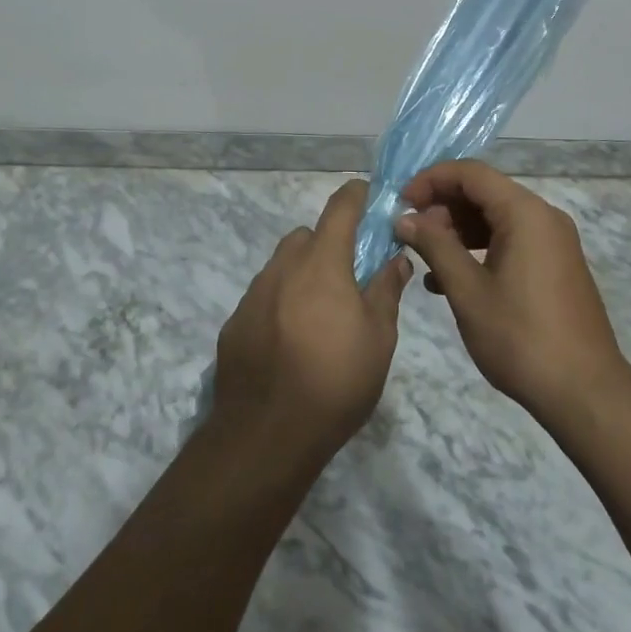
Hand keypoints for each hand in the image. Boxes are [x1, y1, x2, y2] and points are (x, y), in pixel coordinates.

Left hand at [211, 179, 412, 465]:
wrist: (265, 435)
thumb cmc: (335, 382)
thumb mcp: (378, 339)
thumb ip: (386, 290)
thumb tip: (396, 258)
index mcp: (322, 262)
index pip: (340, 207)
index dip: (357, 196)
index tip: (370, 198)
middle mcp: (283, 267)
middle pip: (308, 236)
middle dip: (329, 244)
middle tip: (349, 278)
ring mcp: (254, 294)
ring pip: (283, 265)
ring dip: (303, 275)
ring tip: (319, 316)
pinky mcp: (235, 322)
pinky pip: (263, 297)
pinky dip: (280, 304)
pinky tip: (290, 342)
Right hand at [395, 160, 630, 426]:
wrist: (586, 393)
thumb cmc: (521, 337)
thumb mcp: (468, 291)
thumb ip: (435, 247)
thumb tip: (404, 219)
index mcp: (525, 212)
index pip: (471, 173)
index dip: (431, 180)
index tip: (402, 203)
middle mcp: (543, 216)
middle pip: (485, 192)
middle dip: (443, 206)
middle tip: (411, 234)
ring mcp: (553, 241)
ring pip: (496, 217)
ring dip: (458, 230)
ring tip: (426, 257)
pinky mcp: (555, 265)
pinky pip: (511, 240)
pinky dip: (480, 248)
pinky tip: (452, 279)